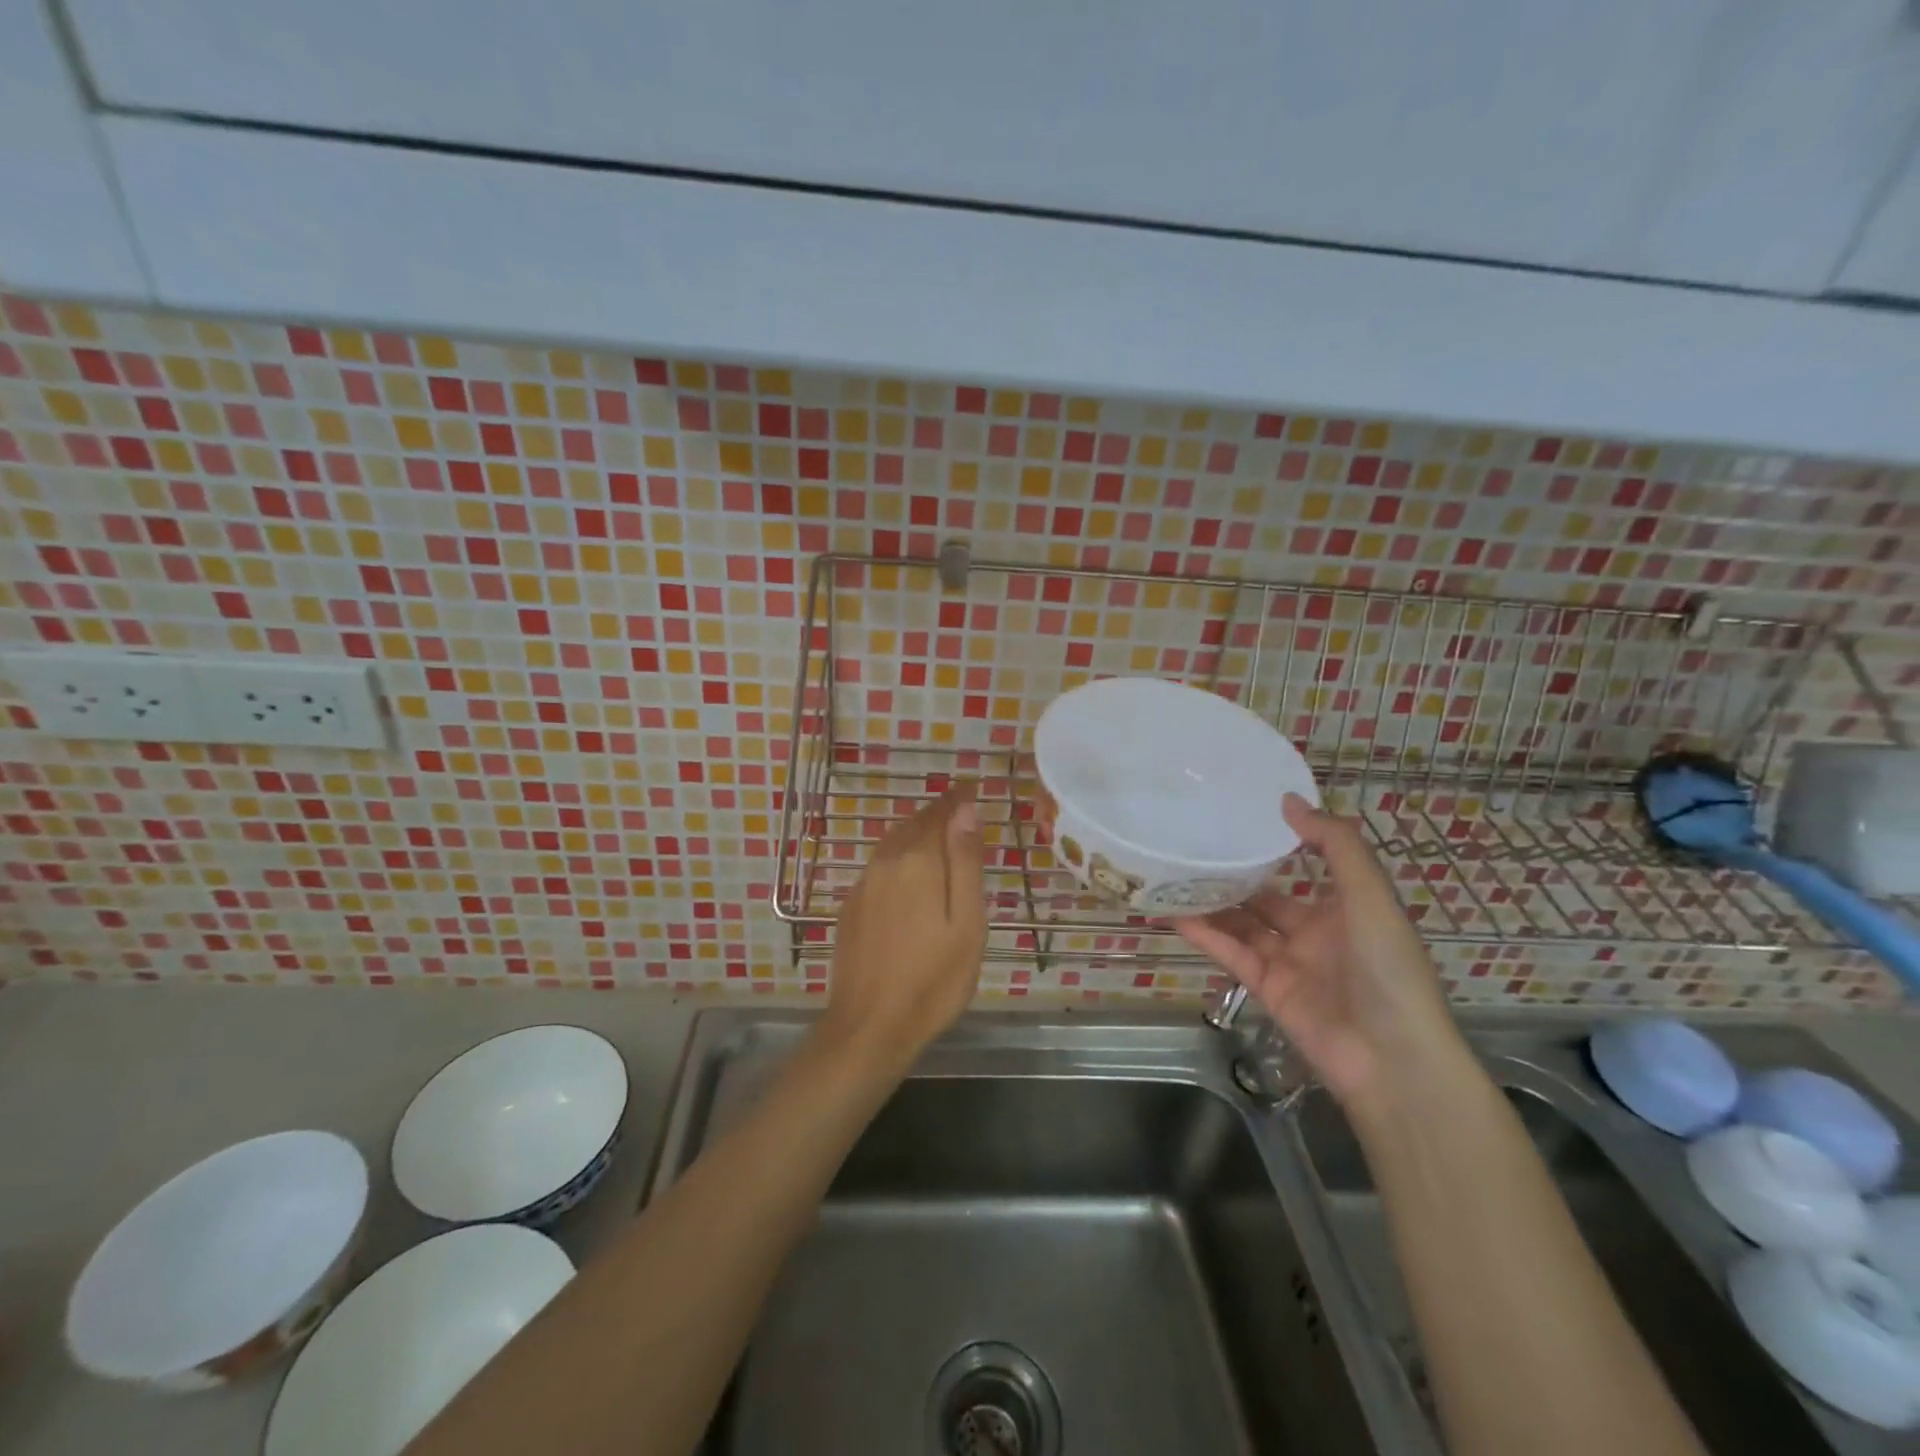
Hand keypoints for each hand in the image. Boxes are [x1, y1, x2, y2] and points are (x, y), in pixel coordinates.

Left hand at [820, 782, 987, 1068]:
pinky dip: (898, 858)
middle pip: (913, 825)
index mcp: (917, 861)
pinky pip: (879, 867)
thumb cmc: (934, 978)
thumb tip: (965, 809)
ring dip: (916, 834)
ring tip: (938, 837)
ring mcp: (862, 885)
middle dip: (937, 815)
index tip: (972, 790)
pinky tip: (908, 876)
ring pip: (893, 844)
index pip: (939, 814)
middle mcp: (885, 862)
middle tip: (959, 811)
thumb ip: (965, 861)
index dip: (956, 801)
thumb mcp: (966, 922)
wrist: (870, 1027)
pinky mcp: (850, 907)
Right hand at [1175, 793, 1465, 1107]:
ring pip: (1242, 923)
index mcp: (1346, 907)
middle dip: (1235, 873)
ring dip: (1212, 902)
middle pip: (1266, 896)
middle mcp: (1315, 931)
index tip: (1241, 815)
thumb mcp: (1371, 896)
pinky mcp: (1265, 988)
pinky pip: (1230, 952)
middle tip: (1193, 842)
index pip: (1307, 866)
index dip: (1278, 843)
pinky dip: (1203, 933)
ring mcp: (1288, 961)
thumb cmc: (1388, 968)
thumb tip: (1288, 800)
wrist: (1391, 1058)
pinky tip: (1173, 911)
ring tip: (1173, 872)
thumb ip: (1334, 845)